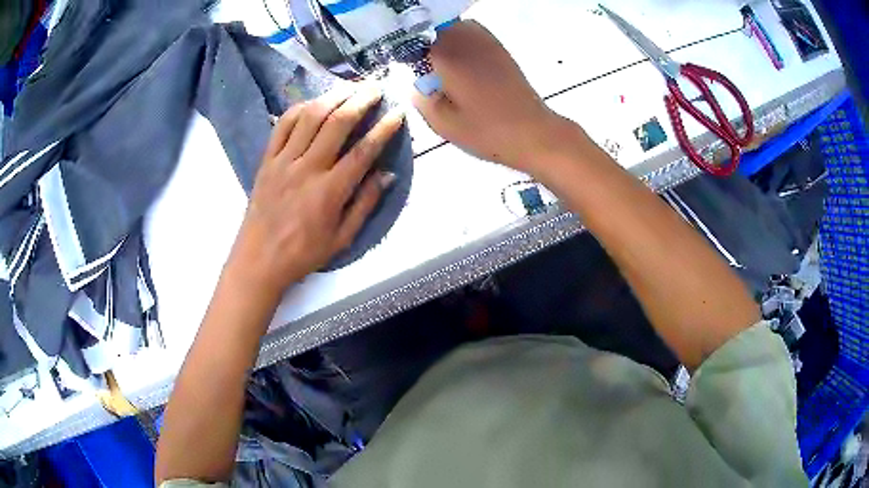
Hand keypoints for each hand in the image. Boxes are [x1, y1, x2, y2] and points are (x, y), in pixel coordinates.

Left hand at [227, 84, 403, 294]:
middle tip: (376, 87)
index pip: (363, 150)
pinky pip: (282, 125)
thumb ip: (365, 204)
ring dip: (333, 96)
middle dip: (360, 99)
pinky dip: (299, 108)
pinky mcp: (267, 160)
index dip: (384, 128)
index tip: (397, 112)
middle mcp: (307, 168)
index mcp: (329, 191)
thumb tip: (387, 175)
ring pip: (310, 117)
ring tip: (349, 86)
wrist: (259, 260)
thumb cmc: (303, 253)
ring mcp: (283, 161)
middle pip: (337, 122)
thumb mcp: (342, 239)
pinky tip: (314, 102)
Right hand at [413, 21, 576, 173]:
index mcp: (448, 56)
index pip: (416, 39)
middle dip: (425, 41)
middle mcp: (466, 41)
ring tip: (442, 62)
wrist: (533, 133)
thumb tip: (419, 85)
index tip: (406, 65)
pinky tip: (463, 62)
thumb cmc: (487, 131)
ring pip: (456, 26)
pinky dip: (463, 40)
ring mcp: (487, 43)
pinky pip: (474, 33)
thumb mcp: (443, 124)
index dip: (407, 50)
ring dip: (444, 38)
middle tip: (423, 65)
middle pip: (436, 27)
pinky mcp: (501, 50)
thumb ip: (422, 100)